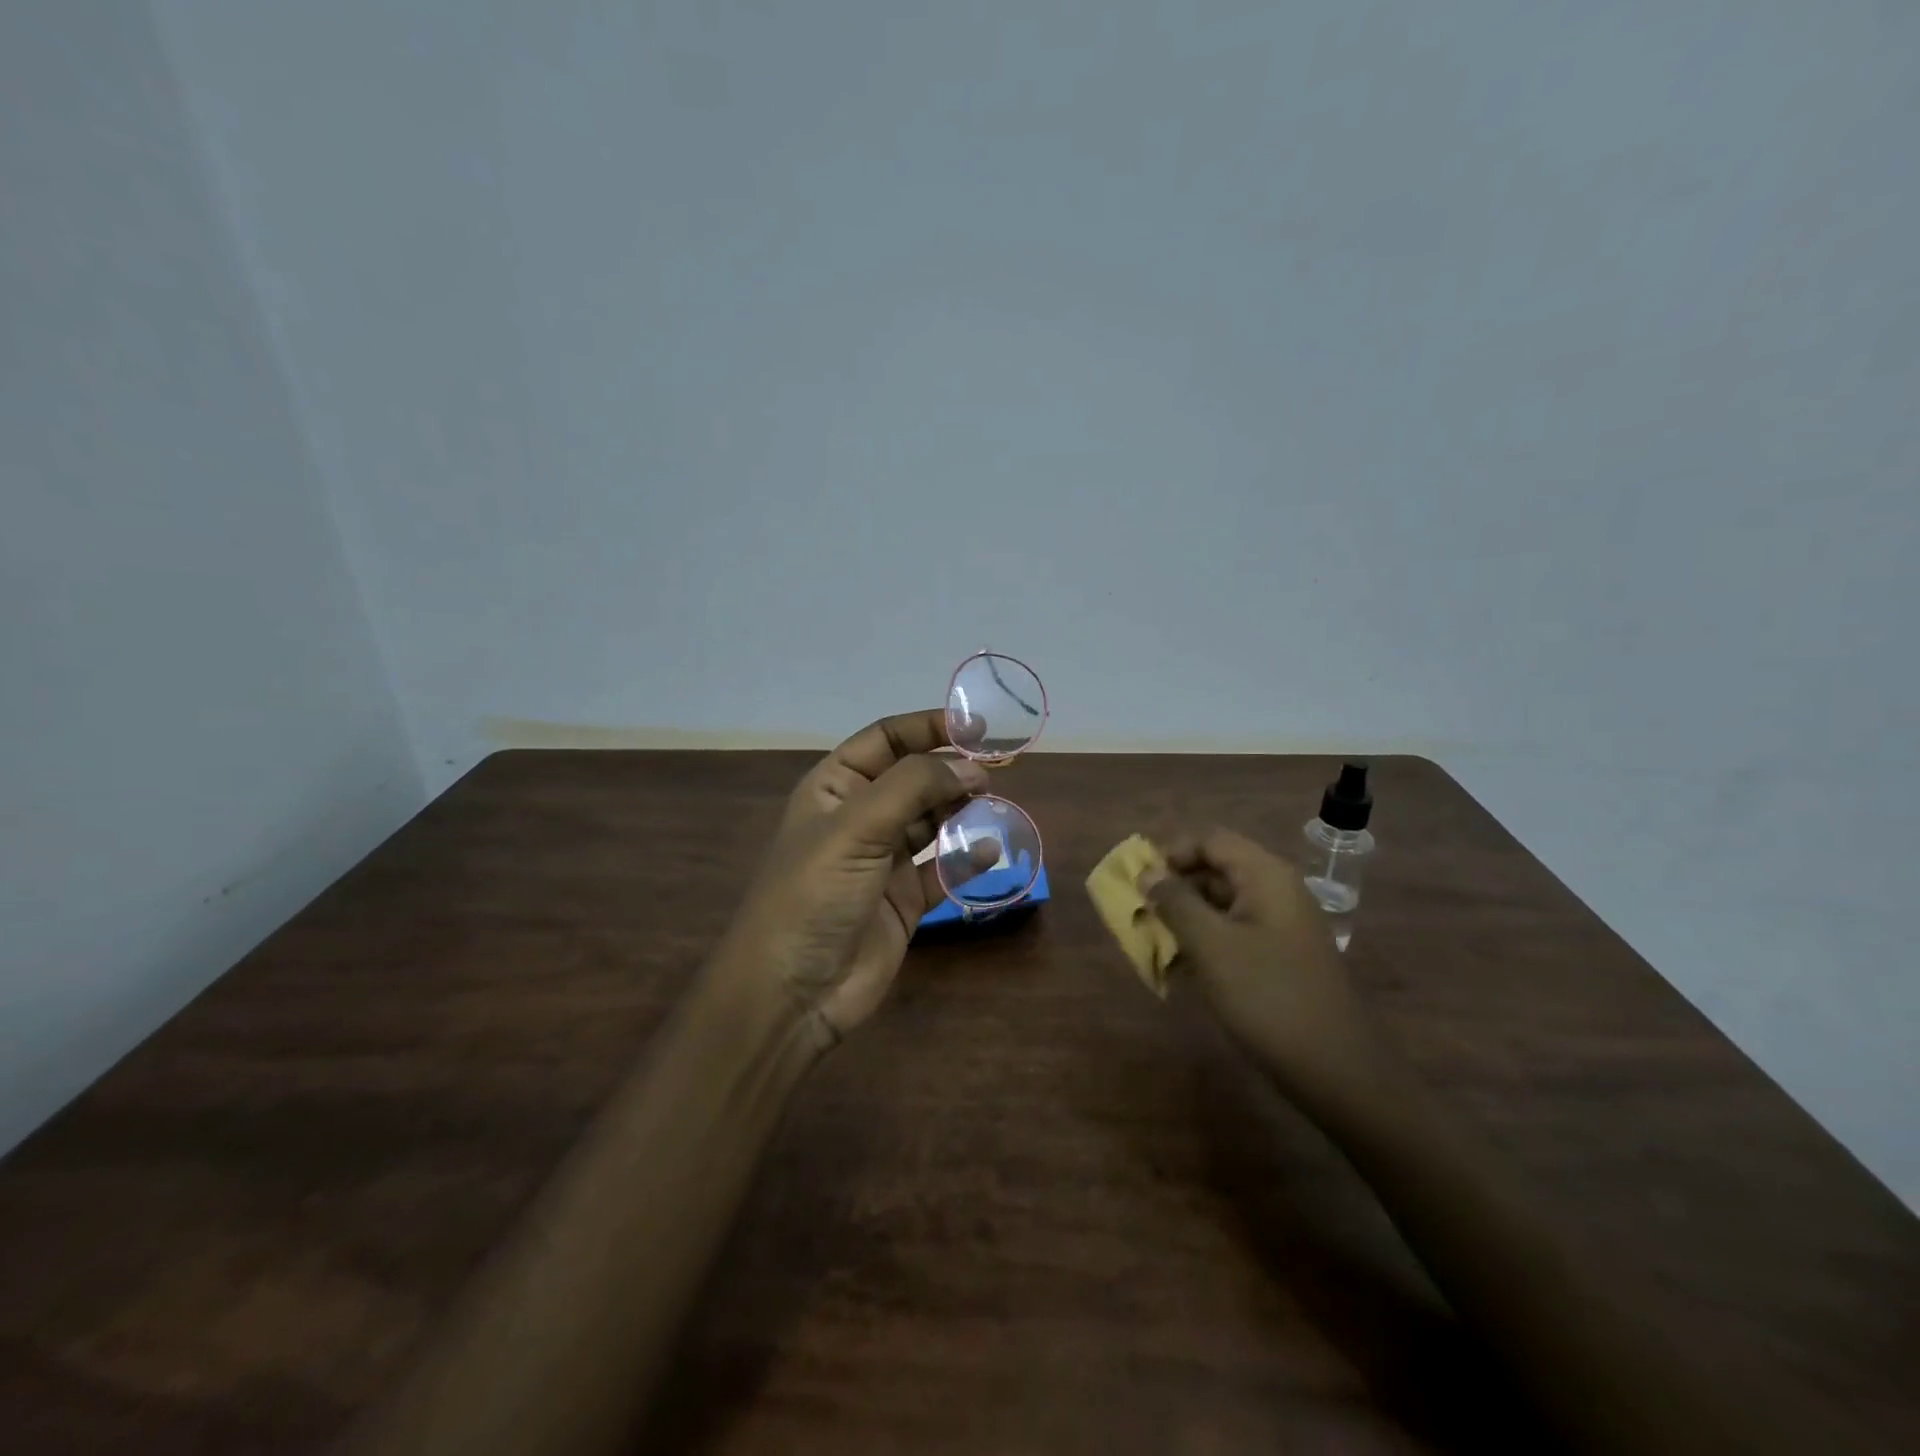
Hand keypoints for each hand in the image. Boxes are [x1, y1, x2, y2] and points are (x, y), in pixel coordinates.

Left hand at [711, 709, 994, 1050]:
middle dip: (951, 770)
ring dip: (961, 810)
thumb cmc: (813, 894)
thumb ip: (914, 788)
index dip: (927, 727)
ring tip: (993, 804)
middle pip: (914, 778)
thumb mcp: (856, 828)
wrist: (792, 993)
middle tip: (993, 772)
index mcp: (834, 788)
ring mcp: (883, 860)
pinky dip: (965, 858)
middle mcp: (860, 817)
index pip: (886, 740)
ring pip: (932, 821)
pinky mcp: (904, 900)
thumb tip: (971, 767)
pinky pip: (942, 869)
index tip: (977, 726)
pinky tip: (988, 850)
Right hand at [1142, 829, 1386, 1103]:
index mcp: (1265, 875)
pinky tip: (1179, 969)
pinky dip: (1204, 942)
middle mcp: (1276, 891)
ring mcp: (1281, 925)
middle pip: (1215, 869)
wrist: (1337, 1069)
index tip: (1138, 881)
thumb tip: (1147, 871)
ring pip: (1222, 904)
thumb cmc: (1267, 996)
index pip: (1210, 840)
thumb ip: (1175, 902)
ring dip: (1185, 918)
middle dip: (1174, 888)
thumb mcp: (1211, 946)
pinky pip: (1234, 933)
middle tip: (1140, 912)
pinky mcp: (1280, 956)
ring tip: (1152, 943)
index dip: (1170, 853)